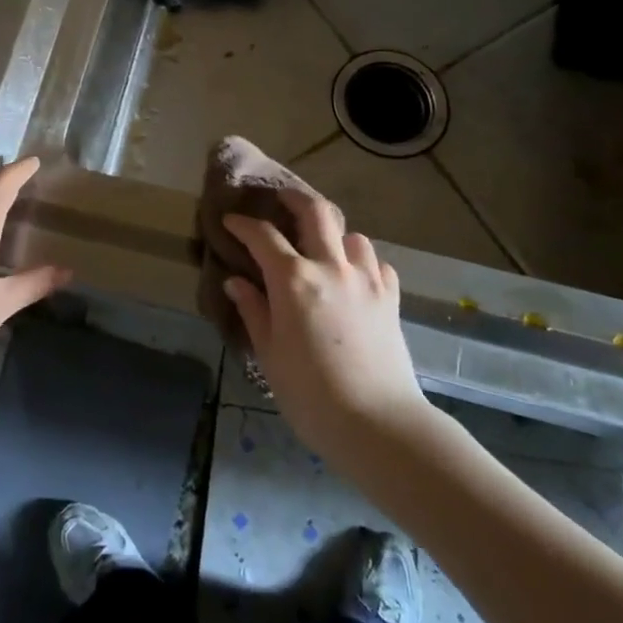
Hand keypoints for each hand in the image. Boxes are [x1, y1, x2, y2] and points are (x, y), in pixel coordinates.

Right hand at [223, 191, 427, 457]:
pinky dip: (363, 262)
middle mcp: (331, 267)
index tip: (231, 221)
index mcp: (294, 280)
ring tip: (323, 247)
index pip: (263, 236)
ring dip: (334, 234)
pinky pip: (377, 264)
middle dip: (295, 198)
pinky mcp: (391, 298)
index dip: (243, 224)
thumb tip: (235, 281)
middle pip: (316, 212)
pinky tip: (355, 277)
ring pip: (352, 235)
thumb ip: (253, 310)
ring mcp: (366, 280)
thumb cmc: (310, 394)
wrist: (377, 423)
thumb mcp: (269, 354)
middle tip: (281, 199)